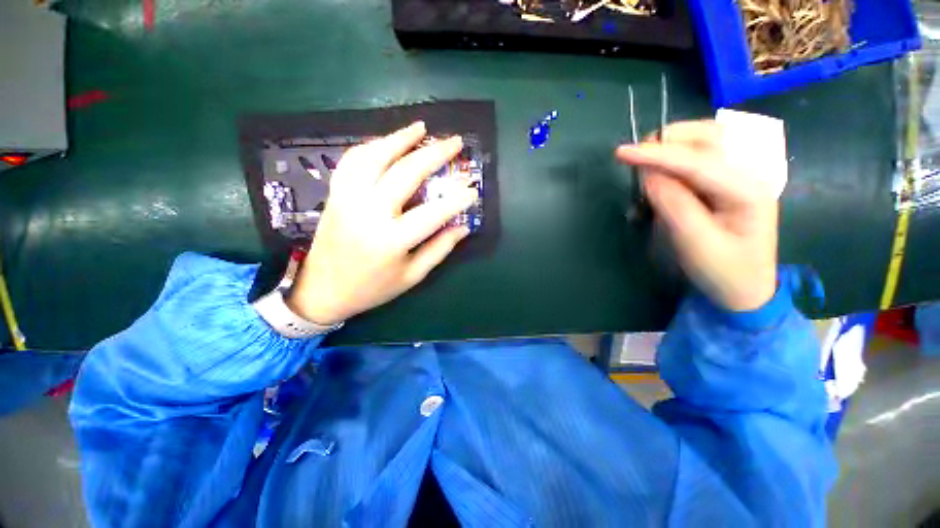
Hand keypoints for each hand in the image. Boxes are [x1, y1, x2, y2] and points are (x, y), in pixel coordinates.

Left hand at [286, 122, 478, 324]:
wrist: (323, 290)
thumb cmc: (373, 288)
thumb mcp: (412, 276)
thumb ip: (439, 249)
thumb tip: (463, 226)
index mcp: (391, 240)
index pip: (433, 213)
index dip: (456, 199)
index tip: (472, 188)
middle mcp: (368, 213)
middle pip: (405, 173)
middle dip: (434, 154)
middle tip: (454, 142)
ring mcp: (348, 199)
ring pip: (374, 157)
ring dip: (399, 139)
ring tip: (420, 127)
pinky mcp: (335, 195)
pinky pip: (351, 161)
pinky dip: (370, 146)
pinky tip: (386, 141)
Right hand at [616, 120, 778, 311]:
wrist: (746, 288)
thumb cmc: (723, 271)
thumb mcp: (695, 243)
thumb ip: (673, 205)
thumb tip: (648, 174)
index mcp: (748, 190)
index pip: (697, 161)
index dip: (657, 154)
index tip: (621, 153)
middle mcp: (750, 173)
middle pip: (709, 136)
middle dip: (669, 141)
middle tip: (635, 156)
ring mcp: (741, 175)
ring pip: (706, 141)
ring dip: (672, 147)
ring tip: (646, 164)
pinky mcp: (728, 182)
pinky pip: (701, 157)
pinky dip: (676, 159)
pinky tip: (662, 174)